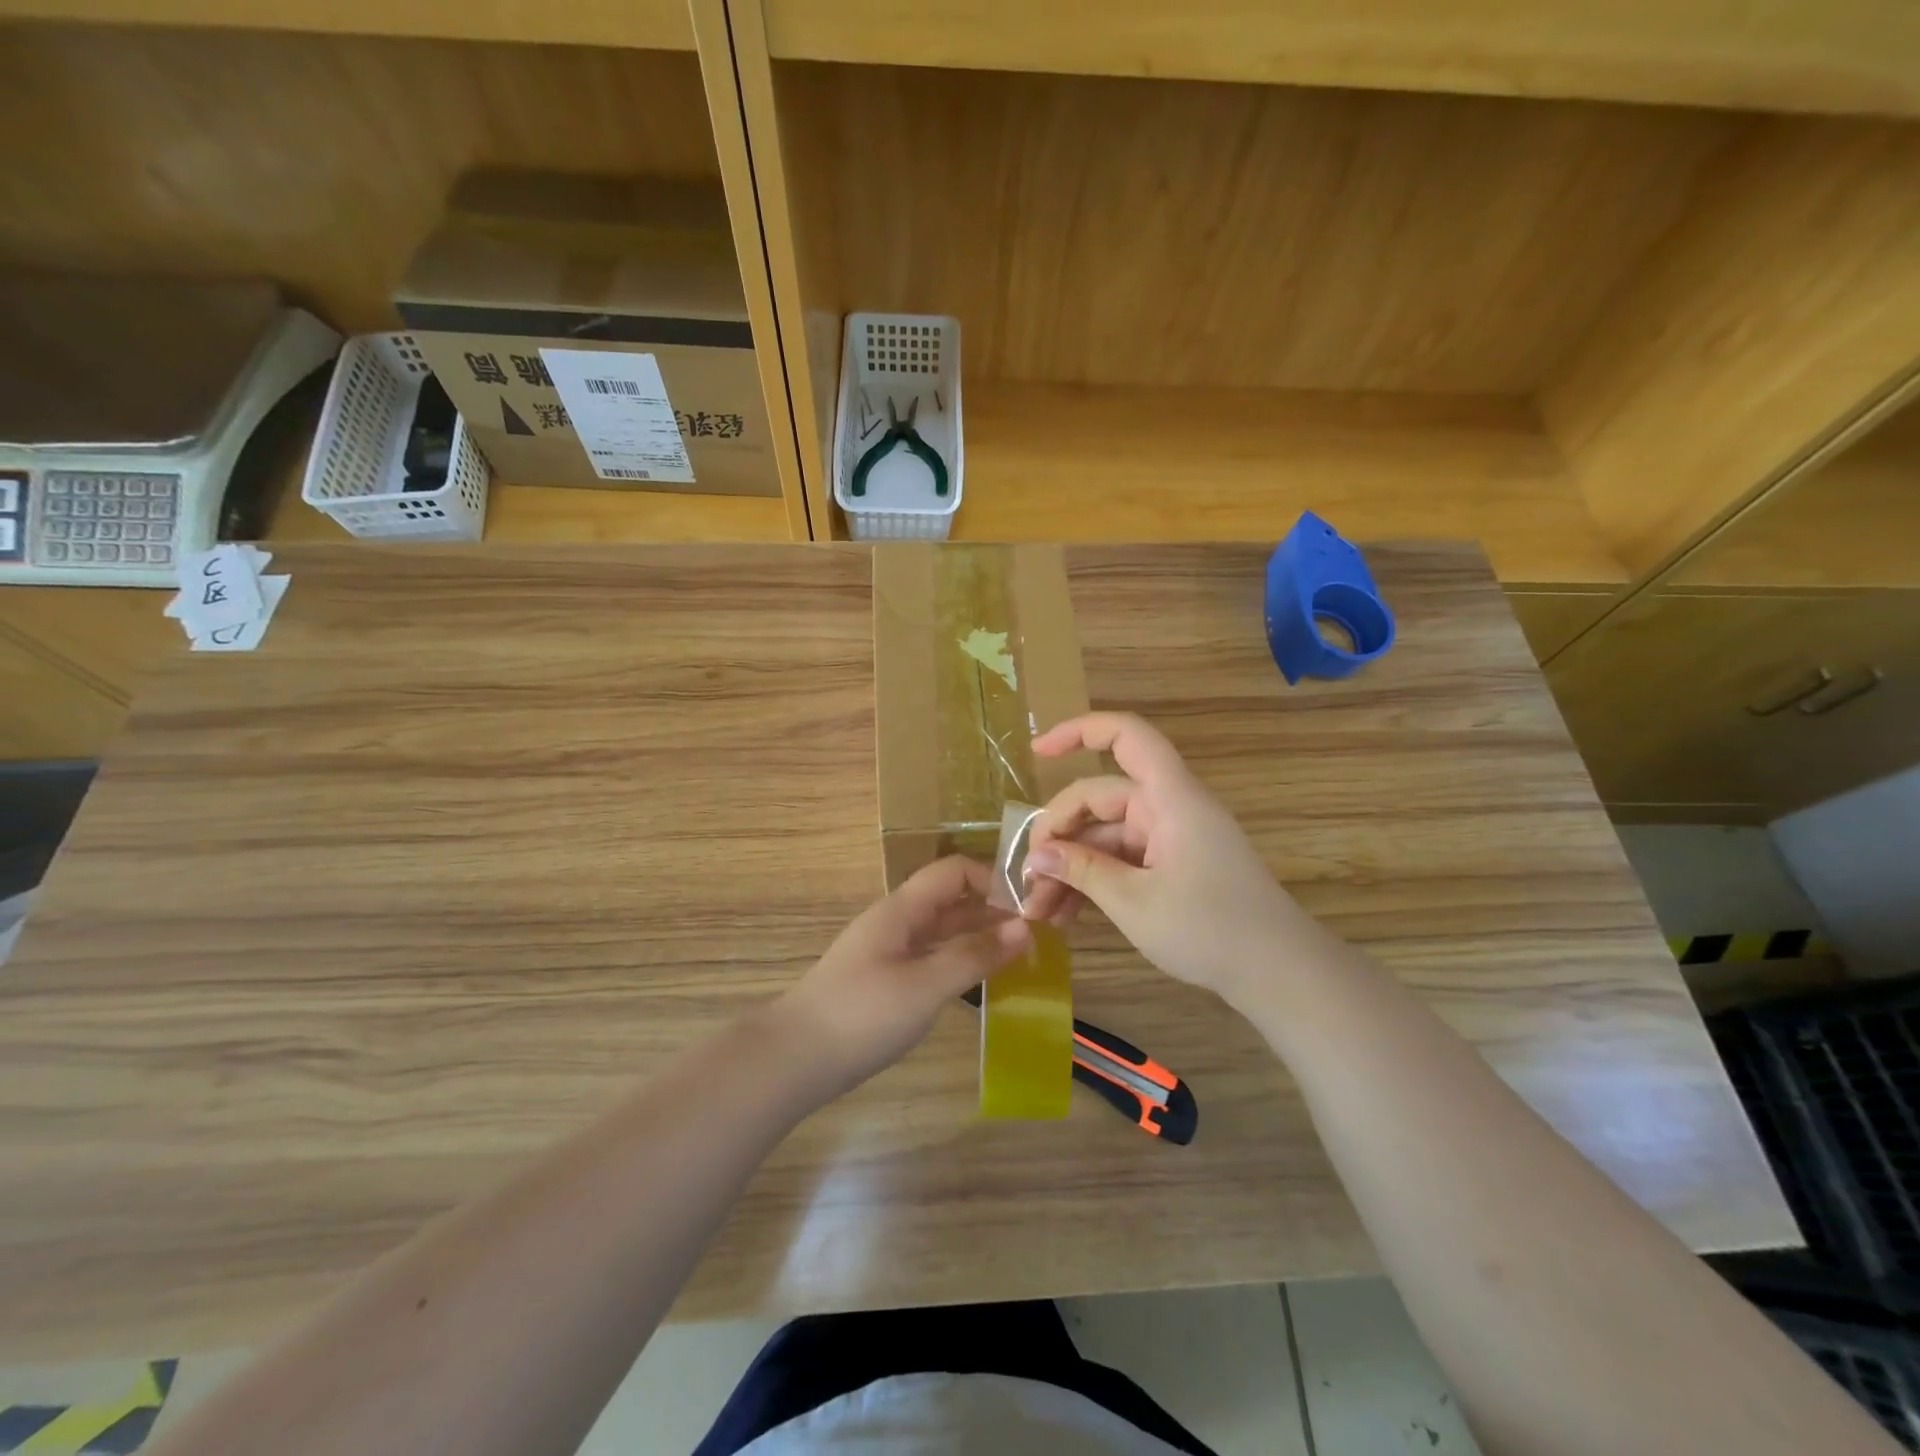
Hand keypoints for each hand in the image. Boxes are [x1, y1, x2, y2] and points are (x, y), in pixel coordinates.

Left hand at [775, 855, 1030, 1094]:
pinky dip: (959, 963)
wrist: (794, 1059)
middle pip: (951, 901)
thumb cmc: (862, 1015)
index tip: (1028, 908)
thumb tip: (1024, 927)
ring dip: (978, 939)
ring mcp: (889, 952)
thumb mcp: (925, 986)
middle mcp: (897, 922)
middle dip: (992, 912)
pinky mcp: (885, 980)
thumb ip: (974, 956)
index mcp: (903, 909)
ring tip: (1020, 960)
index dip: (992, 880)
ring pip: (942, 932)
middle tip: (1036, 938)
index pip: (954, 871)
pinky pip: (931, 958)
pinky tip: (981, 984)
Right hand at [1021, 712, 1314, 1003]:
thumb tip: (1036, 855)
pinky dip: (1095, 880)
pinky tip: (1067, 914)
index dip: (1078, 731)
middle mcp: (1168, 808)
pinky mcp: (1173, 866)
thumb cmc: (1210, 929)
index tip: (1036, 751)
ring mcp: (1171, 838)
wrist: (1279, 974)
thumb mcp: (1134, 902)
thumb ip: (1081, 871)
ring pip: (1106, 835)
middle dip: (1058, 835)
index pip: (1125, 736)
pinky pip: (1123, 859)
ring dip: (1071, 866)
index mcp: (1169, 798)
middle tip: (1026, 881)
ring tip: (1039, 911)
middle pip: (1100, 798)